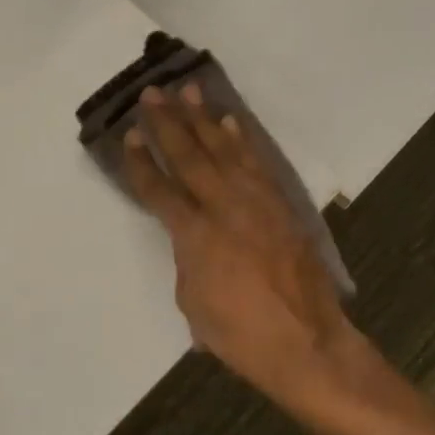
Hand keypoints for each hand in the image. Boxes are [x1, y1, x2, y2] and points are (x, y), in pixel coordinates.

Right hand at [122, 84, 360, 403]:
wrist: (305, 342)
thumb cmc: (240, 334)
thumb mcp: (193, 302)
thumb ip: (187, 259)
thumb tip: (192, 239)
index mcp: (194, 235)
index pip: (159, 188)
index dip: (141, 161)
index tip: (129, 134)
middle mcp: (223, 207)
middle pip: (190, 156)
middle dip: (168, 123)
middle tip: (153, 93)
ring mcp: (257, 202)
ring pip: (225, 150)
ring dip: (204, 119)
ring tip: (189, 91)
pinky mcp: (281, 205)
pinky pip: (258, 163)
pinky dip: (242, 140)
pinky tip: (230, 123)